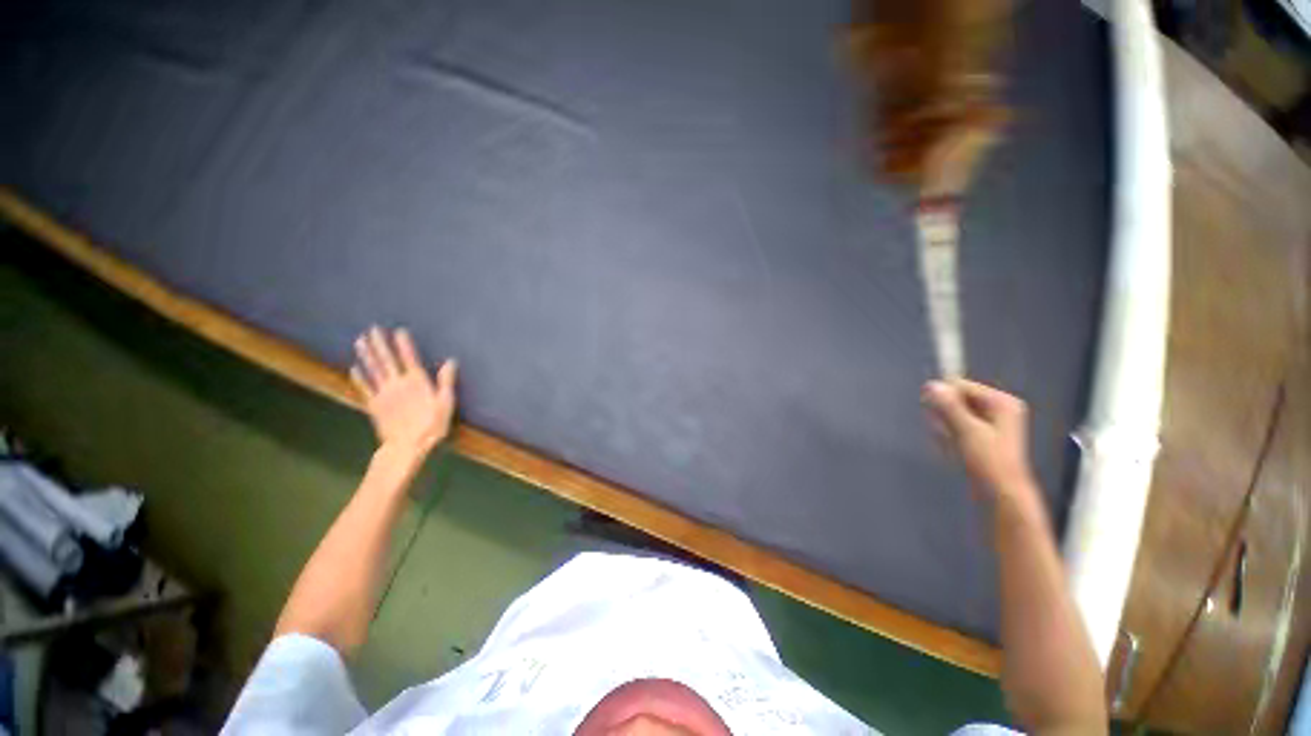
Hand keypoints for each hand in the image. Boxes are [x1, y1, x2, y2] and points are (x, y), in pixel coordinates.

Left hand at [350, 326, 457, 457]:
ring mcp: (383, 393)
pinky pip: (364, 388)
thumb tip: (451, 361)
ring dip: (366, 355)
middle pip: (386, 360)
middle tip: (372, 329)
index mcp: (416, 382)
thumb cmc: (431, 425)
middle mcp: (397, 383)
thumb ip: (446, 381)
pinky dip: (359, 377)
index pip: (409, 358)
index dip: (403, 344)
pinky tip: (354, 368)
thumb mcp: (446, 403)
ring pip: (373, 370)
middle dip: (379, 344)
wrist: (406, 445)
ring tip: (360, 341)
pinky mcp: (373, 405)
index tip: (398, 330)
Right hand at [922, 379, 1038, 506]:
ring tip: (951, 444)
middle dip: (946, 414)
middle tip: (945, 431)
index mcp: (1002, 403)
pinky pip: (960, 426)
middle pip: (959, 400)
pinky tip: (952, 448)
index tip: (932, 412)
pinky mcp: (985, 437)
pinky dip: (951, 434)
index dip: (945, 397)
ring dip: (947, 426)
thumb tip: (931, 385)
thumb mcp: (967, 431)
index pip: (963, 386)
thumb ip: (949, 406)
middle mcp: (1000, 409)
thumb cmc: (988, 461)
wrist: (1001, 494)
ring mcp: (993, 424)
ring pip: (956, 414)